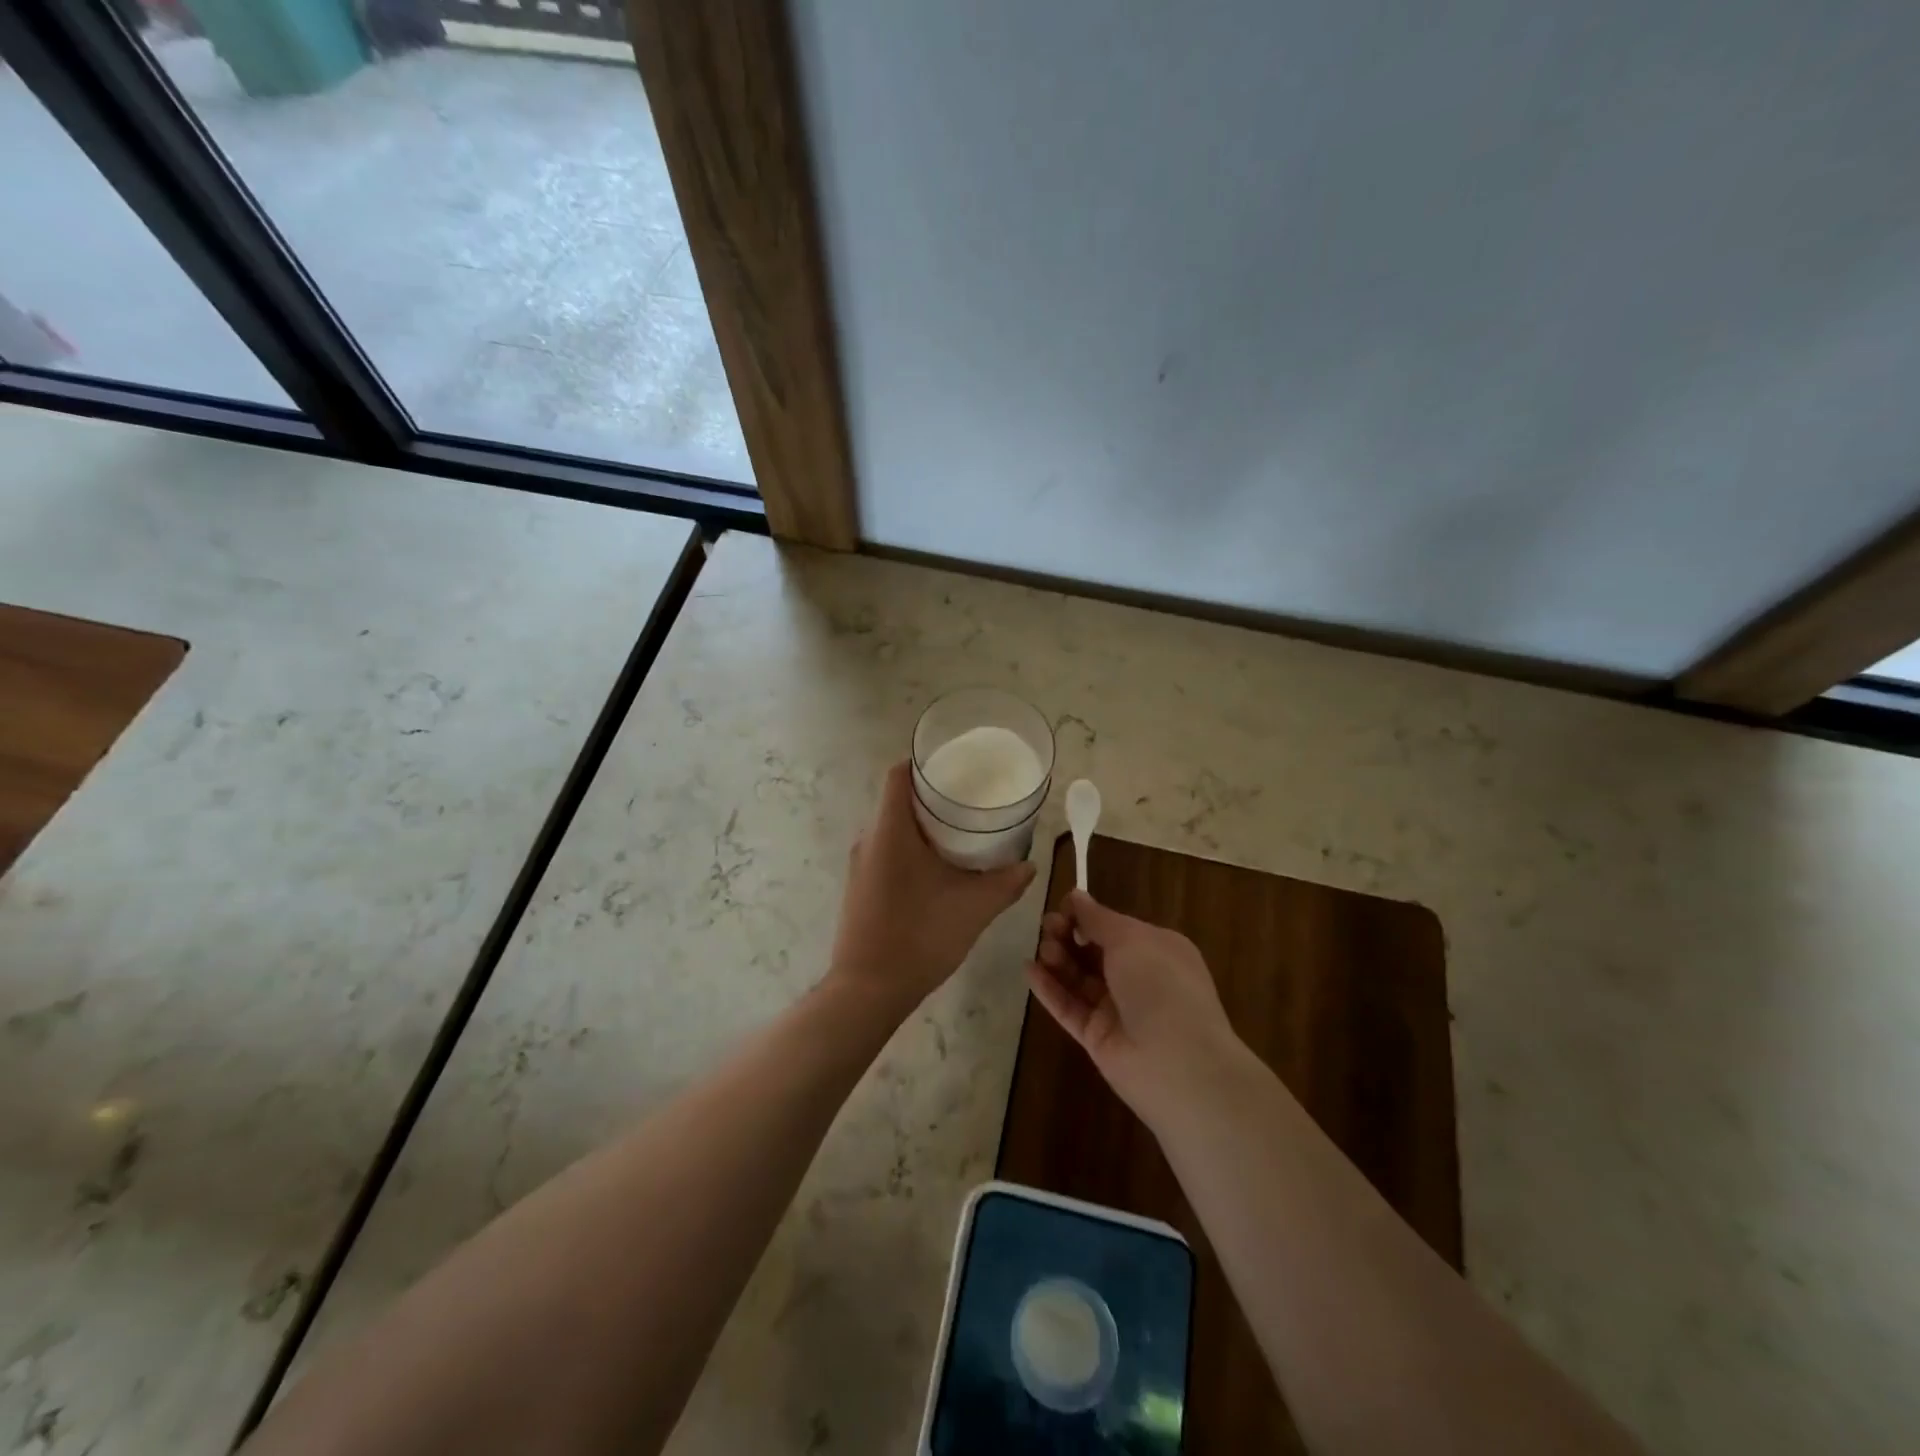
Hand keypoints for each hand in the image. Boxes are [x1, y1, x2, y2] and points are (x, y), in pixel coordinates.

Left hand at [828, 761, 1036, 1017]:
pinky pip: (886, 851)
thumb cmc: (919, 936)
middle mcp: (869, 839)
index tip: (957, 767)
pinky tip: (939, 868)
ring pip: (892, 828)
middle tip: (972, 800)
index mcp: (890, 830)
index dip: (925, 762)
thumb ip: (1005, 882)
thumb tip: (1030, 865)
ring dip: (923, 825)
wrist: (867, 991)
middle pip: (898, 799)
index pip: (899, 774)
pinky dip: (911, 848)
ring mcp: (860, 865)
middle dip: (933, 796)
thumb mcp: (973, 908)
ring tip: (962, 832)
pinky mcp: (860, 887)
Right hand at [1027, 891, 1244, 1125]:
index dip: (1087, 916)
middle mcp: (1138, 977)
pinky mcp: (1097, 1038)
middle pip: (1094, 951)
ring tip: (1042, 949)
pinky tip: (1029, 970)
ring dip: (1059, 959)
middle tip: (1047, 926)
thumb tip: (1076, 896)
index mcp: (1156, 949)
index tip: (1063, 907)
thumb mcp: (1130, 939)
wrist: (1178, 1064)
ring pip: (1079, 979)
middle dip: (1069, 935)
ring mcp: (1117, 1010)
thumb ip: (1097, 919)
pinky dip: (1050, 989)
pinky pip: (1069, 1008)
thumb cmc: (1160, 985)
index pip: (1115, 927)